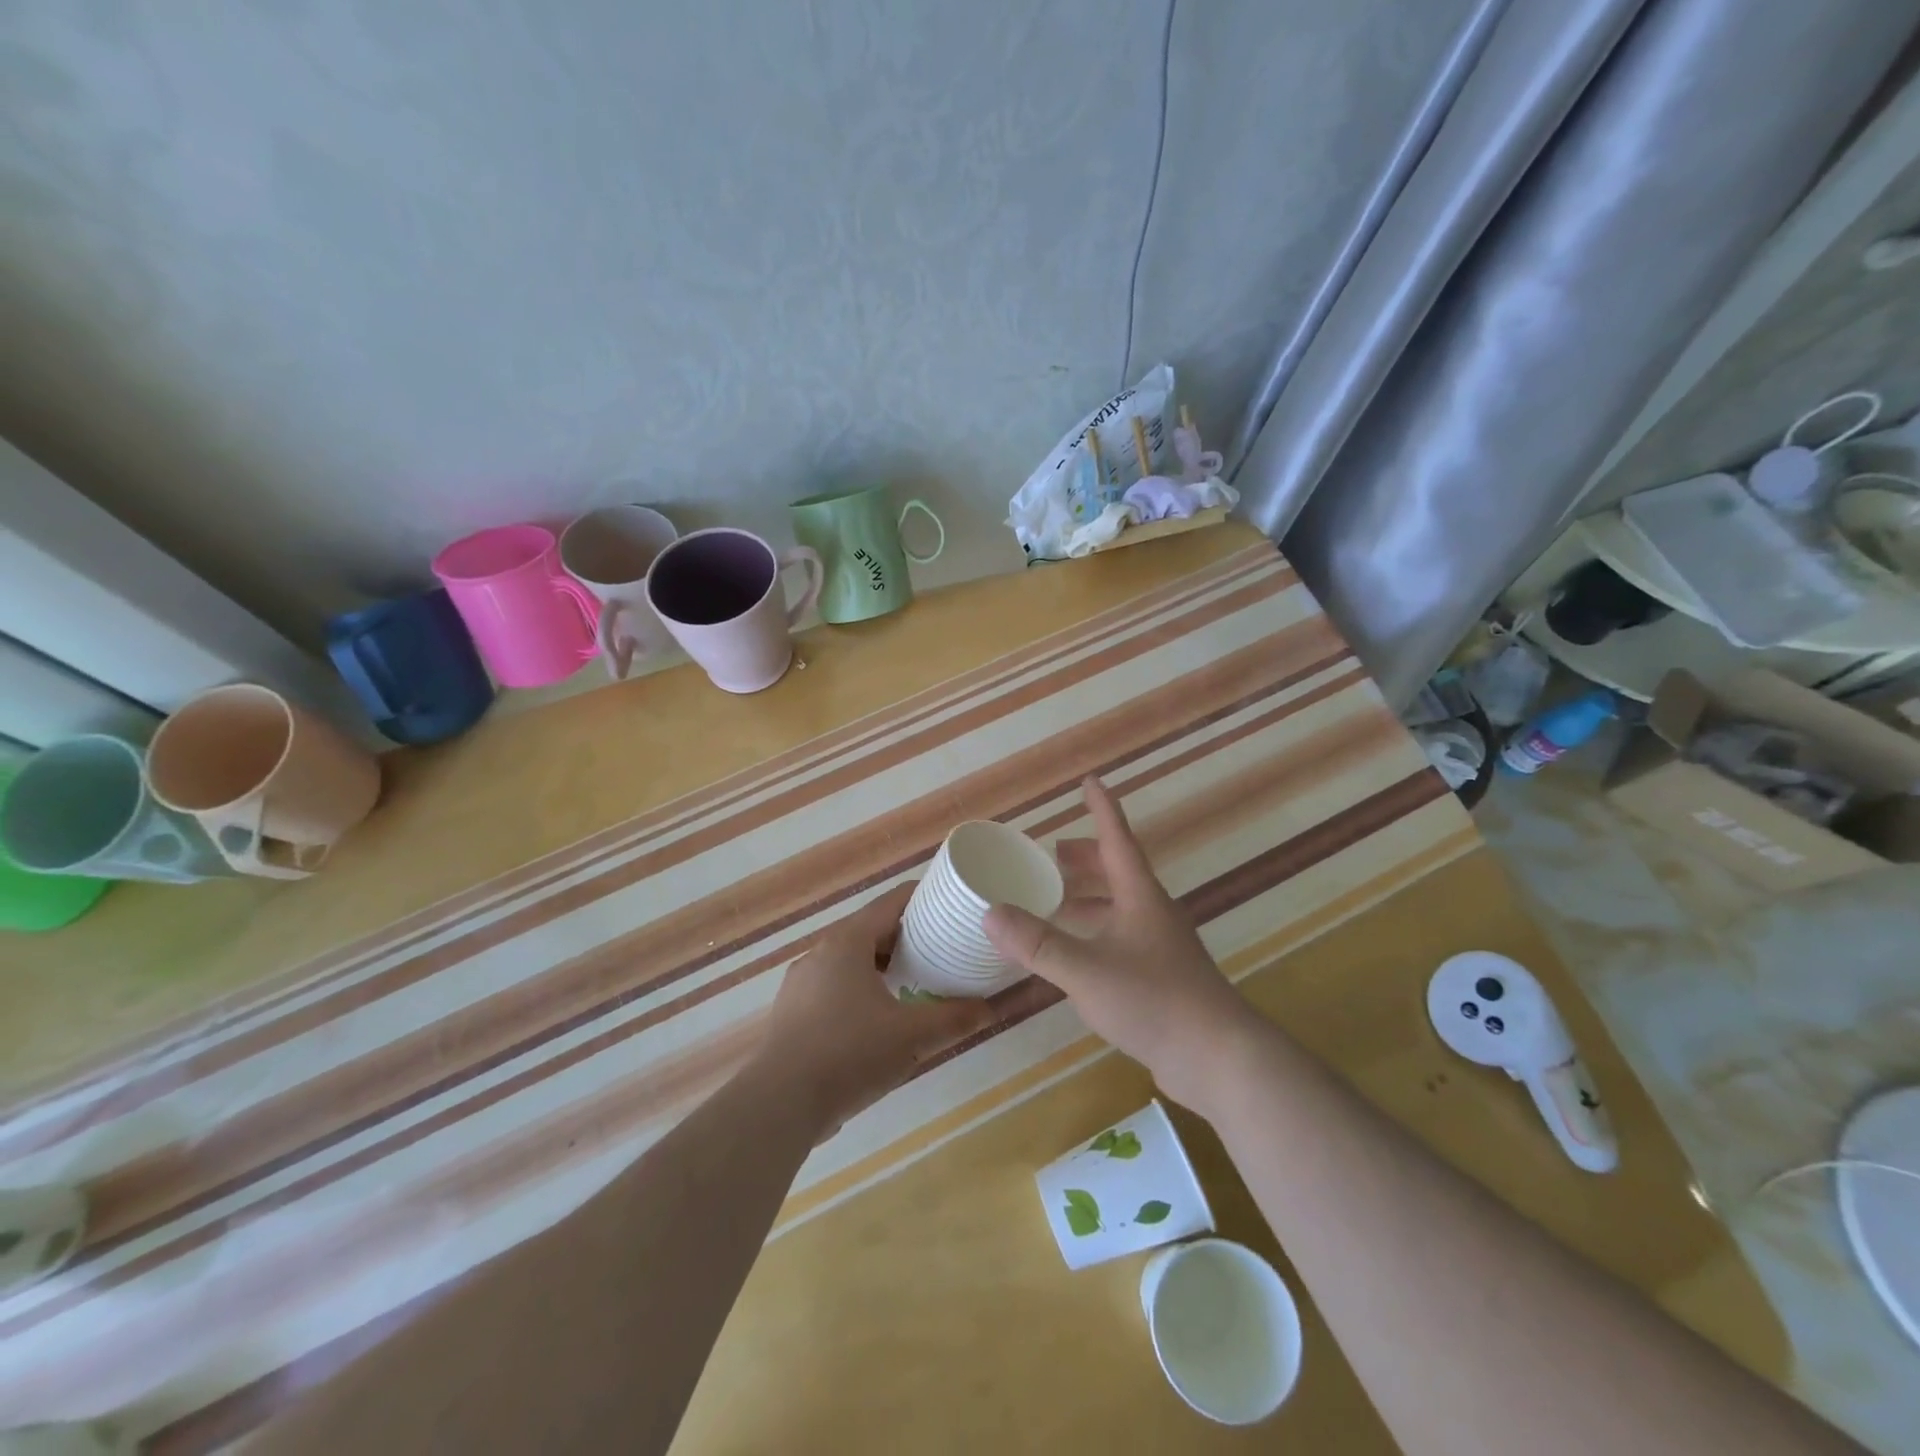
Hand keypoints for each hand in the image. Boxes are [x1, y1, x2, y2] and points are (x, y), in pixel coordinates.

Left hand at [755, 883, 992, 1135]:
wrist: (779, 1103)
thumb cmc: (850, 1053)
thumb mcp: (911, 1035)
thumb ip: (953, 1019)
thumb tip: (989, 1009)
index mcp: (848, 942)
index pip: (890, 903)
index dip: (922, 899)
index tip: (949, 906)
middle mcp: (821, 952)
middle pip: (870, 930)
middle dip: (905, 937)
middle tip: (941, 949)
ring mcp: (801, 982)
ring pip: (850, 960)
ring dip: (881, 966)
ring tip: (913, 983)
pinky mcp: (791, 1012)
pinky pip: (833, 986)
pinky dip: (859, 989)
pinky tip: (876, 1019)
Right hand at [984, 777, 1258, 1111]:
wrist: (1218, 1057)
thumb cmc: (1154, 1000)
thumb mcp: (1086, 971)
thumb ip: (1038, 944)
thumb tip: (990, 912)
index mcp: (1140, 896)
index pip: (1117, 839)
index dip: (1102, 809)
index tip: (1090, 781)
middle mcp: (1153, 912)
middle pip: (1118, 871)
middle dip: (1085, 858)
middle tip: (1051, 856)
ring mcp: (1161, 945)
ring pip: (1120, 906)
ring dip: (1089, 897)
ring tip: (1056, 902)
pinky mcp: (1163, 975)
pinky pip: (1122, 936)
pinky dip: (1096, 931)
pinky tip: (1078, 954)